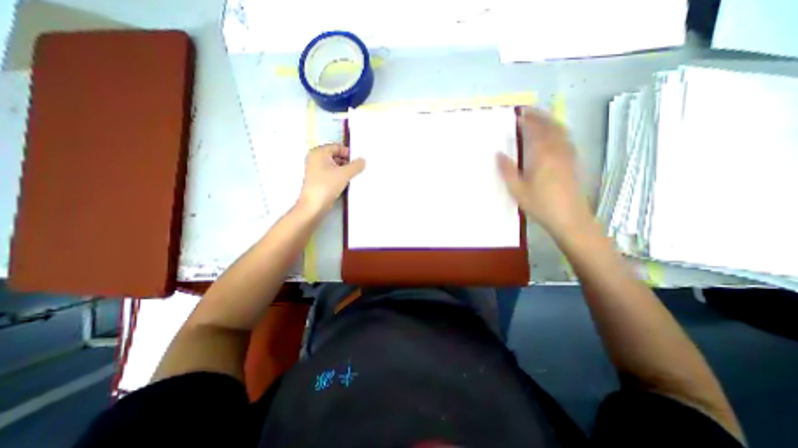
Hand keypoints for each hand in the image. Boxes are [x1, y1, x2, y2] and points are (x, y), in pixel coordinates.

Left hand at [298, 141, 365, 213]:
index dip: (349, 153)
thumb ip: (356, 165)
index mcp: (318, 152)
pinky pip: (331, 174)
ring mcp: (315, 170)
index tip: (359, 162)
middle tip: (358, 169)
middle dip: (347, 162)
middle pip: (336, 156)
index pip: (338, 147)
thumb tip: (363, 160)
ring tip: (354, 177)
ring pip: (334, 166)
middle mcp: (315, 158)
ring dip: (344, 170)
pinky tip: (346, 183)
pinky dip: (339, 177)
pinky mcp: (317, 180)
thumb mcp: (344, 174)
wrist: (313, 206)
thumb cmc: (327, 186)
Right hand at [497, 108, 591, 237]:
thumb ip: (507, 171)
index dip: (528, 120)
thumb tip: (498, 154)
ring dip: (550, 122)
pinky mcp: (573, 162)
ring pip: (561, 131)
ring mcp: (568, 156)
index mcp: (543, 155)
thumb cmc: (541, 204)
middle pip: (551, 126)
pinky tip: (553, 137)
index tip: (519, 114)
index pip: (536, 131)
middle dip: (540, 116)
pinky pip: (567, 139)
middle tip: (529, 112)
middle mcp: (558, 151)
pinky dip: (559, 131)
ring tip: (540, 120)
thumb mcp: (518, 190)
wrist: (569, 218)